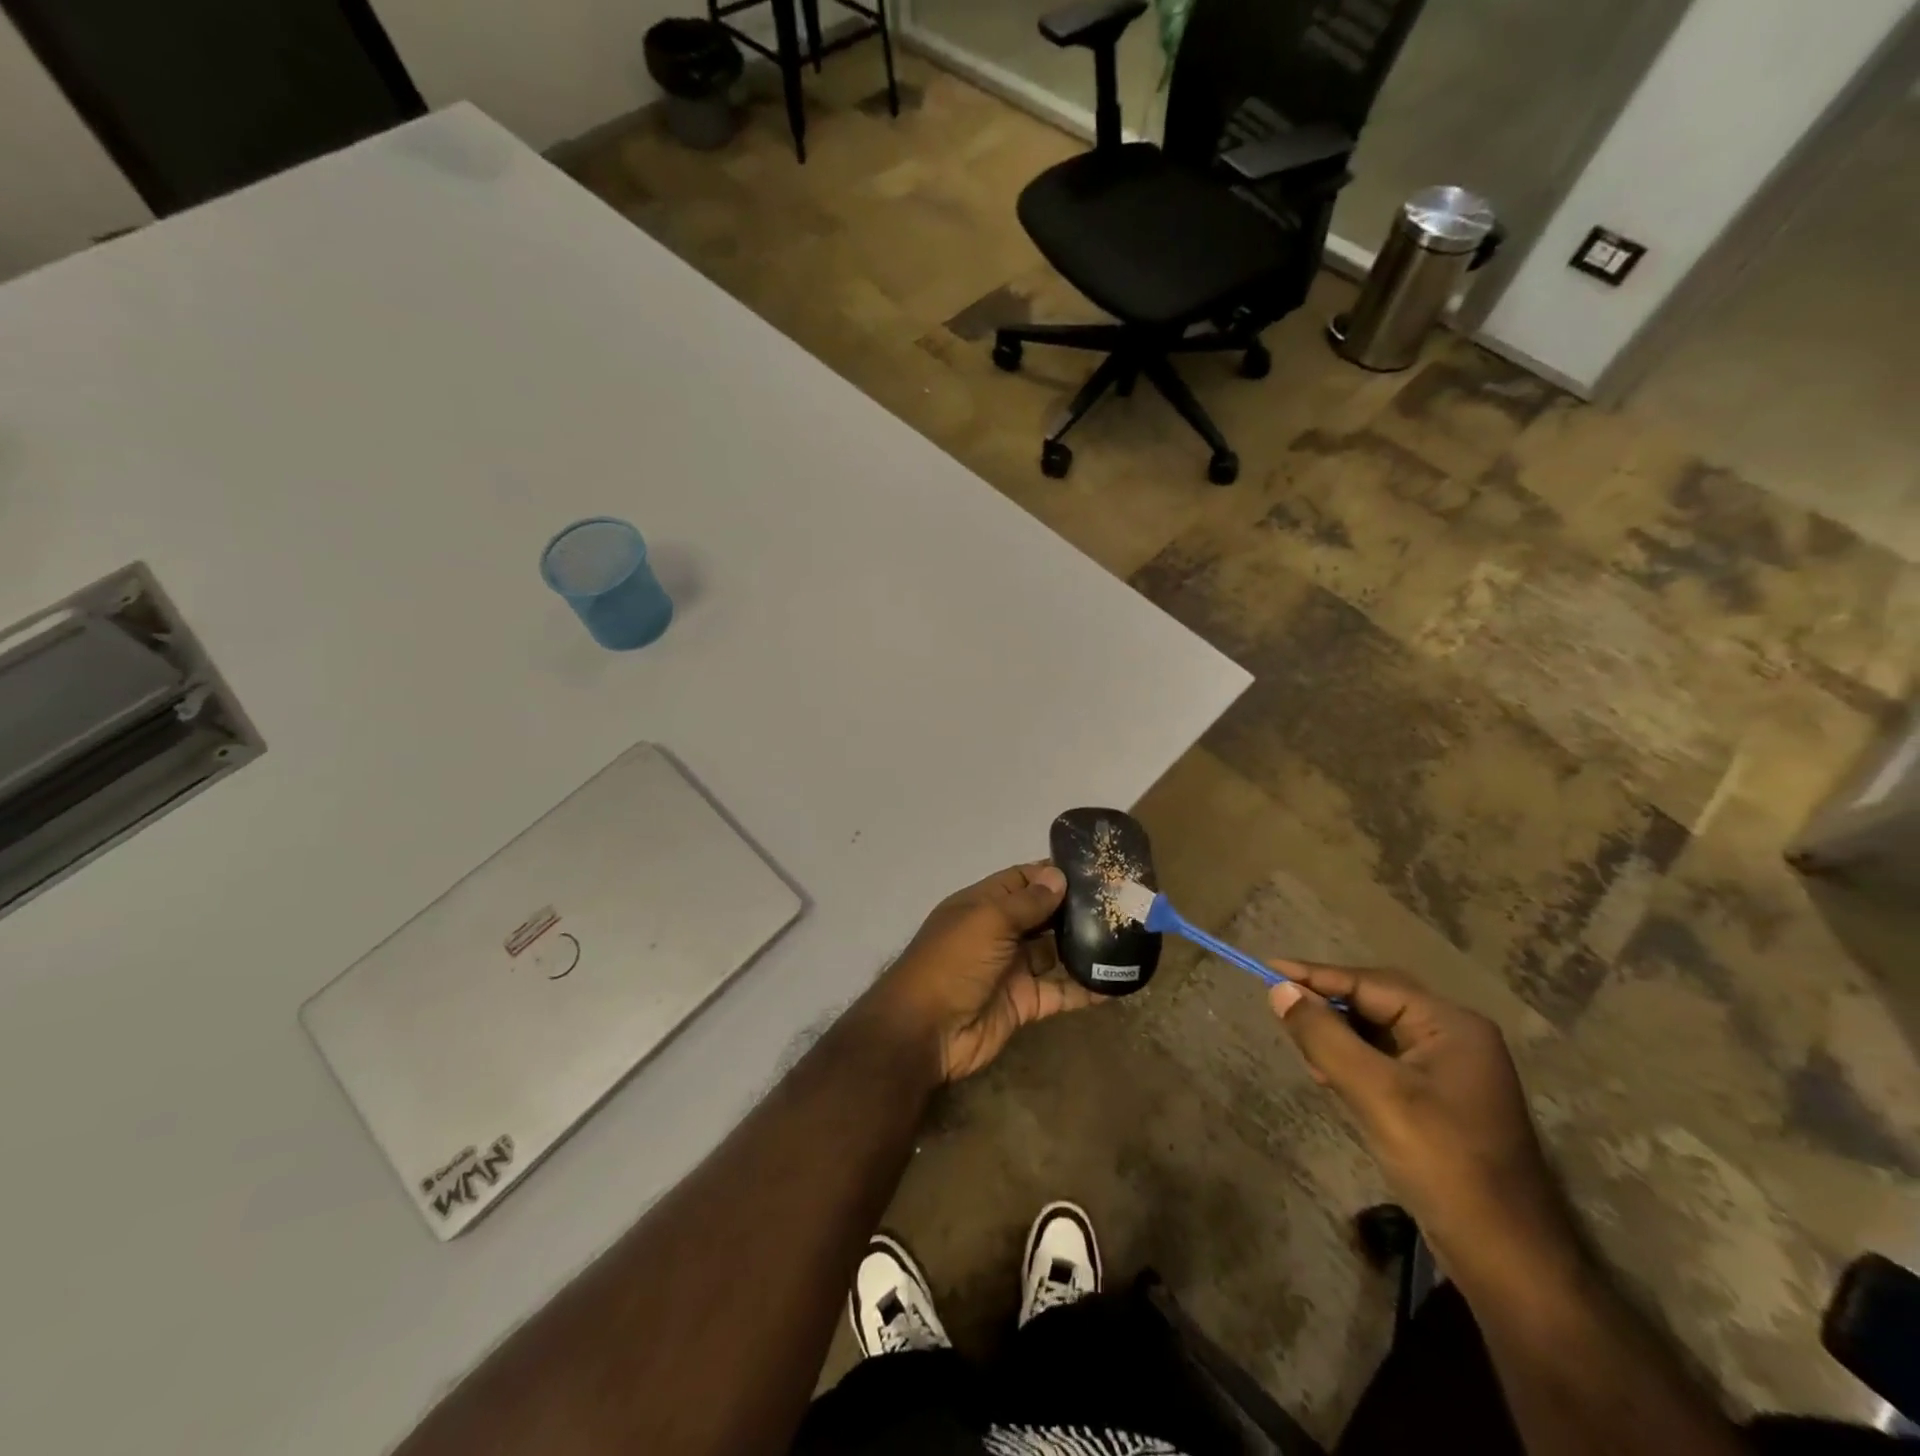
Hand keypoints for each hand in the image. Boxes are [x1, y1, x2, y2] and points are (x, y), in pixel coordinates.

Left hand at [870, 863, 1100, 1082]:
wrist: (926, 1030)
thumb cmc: (953, 962)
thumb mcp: (988, 921)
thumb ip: (1026, 902)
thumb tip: (1058, 876)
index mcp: (983, 905)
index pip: (1022, 880)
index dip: (1053, 873)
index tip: (1094, 868)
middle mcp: (999, 932)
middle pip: (1042, 915)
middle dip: (1075, 908)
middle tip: (1121, 901)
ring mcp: (1013, 969)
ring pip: (1055, 952)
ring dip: (1084, 946)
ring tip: (1126, 936)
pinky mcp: (1025, 1003)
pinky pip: (1060, 991)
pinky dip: (1085, 988)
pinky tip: (1116, 983)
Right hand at [1269, 963, 1576, 1286]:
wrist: (1508, 1260)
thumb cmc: (1444, 1163)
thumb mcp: (1376, 1093)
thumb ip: (1325, 1036)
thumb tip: (1280, 990)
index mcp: (1452, 1025)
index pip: (1371, 984)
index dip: (1316, 975)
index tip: (1267, 969)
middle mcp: (1455, 1038)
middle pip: (1377, 1002)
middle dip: (1328, 1004)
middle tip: (1279, 1004)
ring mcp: (1450, 1071)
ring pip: (1378, 1033)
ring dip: (1338, 1035)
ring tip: (1300, 1044)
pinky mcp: (1440, 1101)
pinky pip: (1386, 1062)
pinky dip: (1353, 1061)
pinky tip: (1329, 1074)